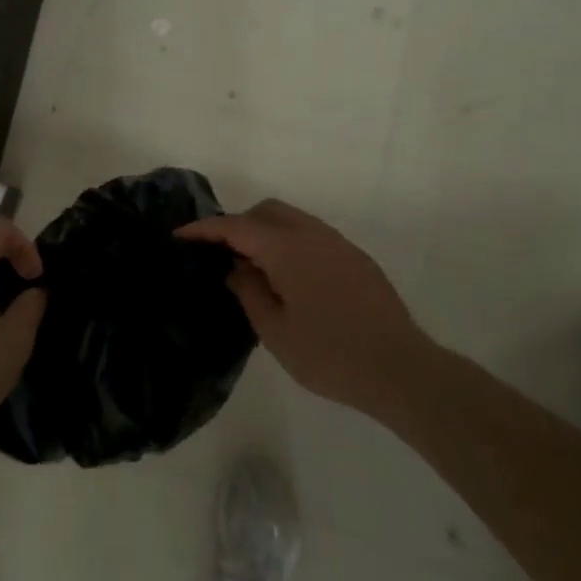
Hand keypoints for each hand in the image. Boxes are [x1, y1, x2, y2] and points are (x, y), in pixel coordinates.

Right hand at [177, 199, 426, 414]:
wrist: (400, 369)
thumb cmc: (329, 355)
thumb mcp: (275, 331)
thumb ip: (249, 292)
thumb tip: (236, 268)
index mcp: (288, 250)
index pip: (237, 227)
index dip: (205, 229)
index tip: (180, 236)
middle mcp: (313, 235)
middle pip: (267, 211)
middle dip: (239, 224)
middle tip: (221, 254)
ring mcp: (339, 244)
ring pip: (293, 220)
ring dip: (267, 232)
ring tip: (254, 268)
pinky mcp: (356, 258)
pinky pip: (313, 236)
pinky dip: (290, 243)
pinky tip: (289, 278)